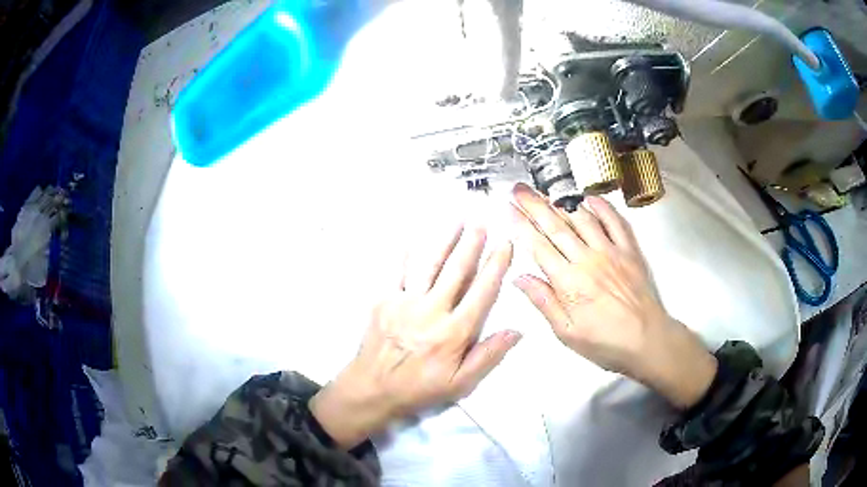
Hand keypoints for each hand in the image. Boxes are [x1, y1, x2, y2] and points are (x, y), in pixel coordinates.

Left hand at [310, 225, 520, 447]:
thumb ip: (488, 356)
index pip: (482, 292)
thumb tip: (516, 331)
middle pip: (456, 271)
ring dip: (445, 240)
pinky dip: (404, 252)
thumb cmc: (419, 389)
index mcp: (454, 331)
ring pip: (429, 264)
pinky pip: (396, 271)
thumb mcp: (460, 383)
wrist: (373, 389)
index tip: (505, 244)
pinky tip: (411, 236)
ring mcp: (405, 302)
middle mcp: (432, 310)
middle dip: (472, 244)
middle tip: (482, 222)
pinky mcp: (383, 300)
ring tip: (457, 221)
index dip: (496, 266)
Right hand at [510, 183, 715, 408]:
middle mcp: (588, 260)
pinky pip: (615, 222)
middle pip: (556, 227)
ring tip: (545, 191)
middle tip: (519, 189)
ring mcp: (611, 252)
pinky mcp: (629, 250)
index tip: (508, 209)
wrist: (647, 340)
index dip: (521, 226)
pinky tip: (589, 197)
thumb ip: (544, 303)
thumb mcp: (567, 333)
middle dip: (534, 206)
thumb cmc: (606, 342)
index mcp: (569, 283)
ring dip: (561, 202)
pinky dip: (602, 207)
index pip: (539, 247)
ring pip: (582, 219)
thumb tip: (520, 278)